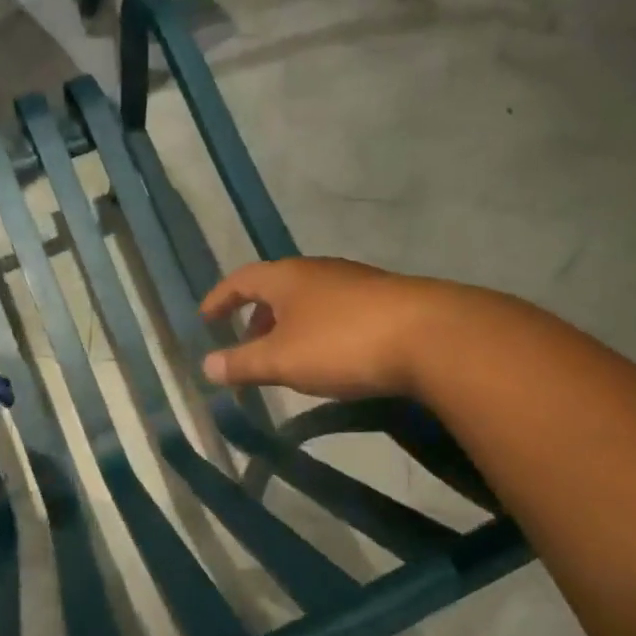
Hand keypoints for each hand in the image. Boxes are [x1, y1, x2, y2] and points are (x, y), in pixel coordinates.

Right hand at [199, 257, 491, 400]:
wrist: (430, 335)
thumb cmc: (342, 343)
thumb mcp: (282, 360)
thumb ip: (242, 363)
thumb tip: (206, 365)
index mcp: (287, 277)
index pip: (241, 280)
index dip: (220, 299)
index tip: (205, 318)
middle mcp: (318, 270)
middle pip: (276, 287)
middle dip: (256, 316)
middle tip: (247, 345)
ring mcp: (355, 281)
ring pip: (309, 299)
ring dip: (289, 324)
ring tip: (287, 356)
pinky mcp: (385, 299)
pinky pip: (336, 310)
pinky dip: (319, 329)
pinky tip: (332, 356)